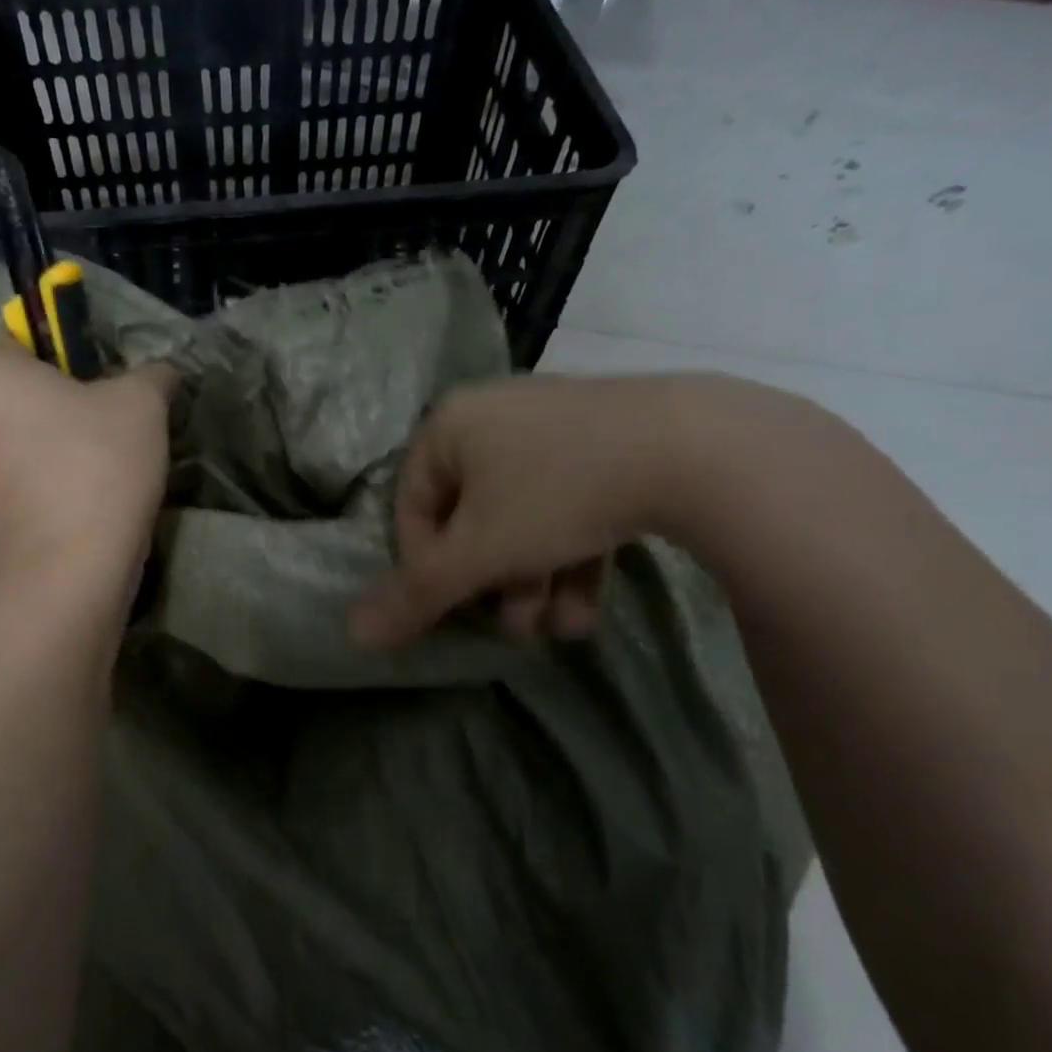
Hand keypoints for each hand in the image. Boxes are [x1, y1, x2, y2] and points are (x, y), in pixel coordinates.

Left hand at [0, 343, 173, 578]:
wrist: (66, 571)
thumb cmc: (97, 467)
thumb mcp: (143, 403)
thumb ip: (153, 373)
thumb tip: (159, 373)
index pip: (25, 337)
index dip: (71, 354)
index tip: (107, 385)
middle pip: (18, 391)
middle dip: (60, 403)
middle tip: (110, 428)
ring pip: (15, 438)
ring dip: (49, 446)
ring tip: (96, 472)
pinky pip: (12, 480)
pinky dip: (40, 484)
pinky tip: (77, 504)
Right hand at [350, 373, 757, 645]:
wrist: (700, 449)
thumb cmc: (558, 492)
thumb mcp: (480, 553)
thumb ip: (415, 595)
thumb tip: (352, 634)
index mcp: (449, 426)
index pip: (413, 509)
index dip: (427, 568)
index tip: (455, 606)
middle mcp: (495, 416)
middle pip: (472, 521)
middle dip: (492, 584)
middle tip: (515, 623)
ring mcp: (555, 427)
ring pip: (523, 521)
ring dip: (533, 583)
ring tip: (559, 626)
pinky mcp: (608, 444)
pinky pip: (568, 506)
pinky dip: (572, 557)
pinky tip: (588, 607)